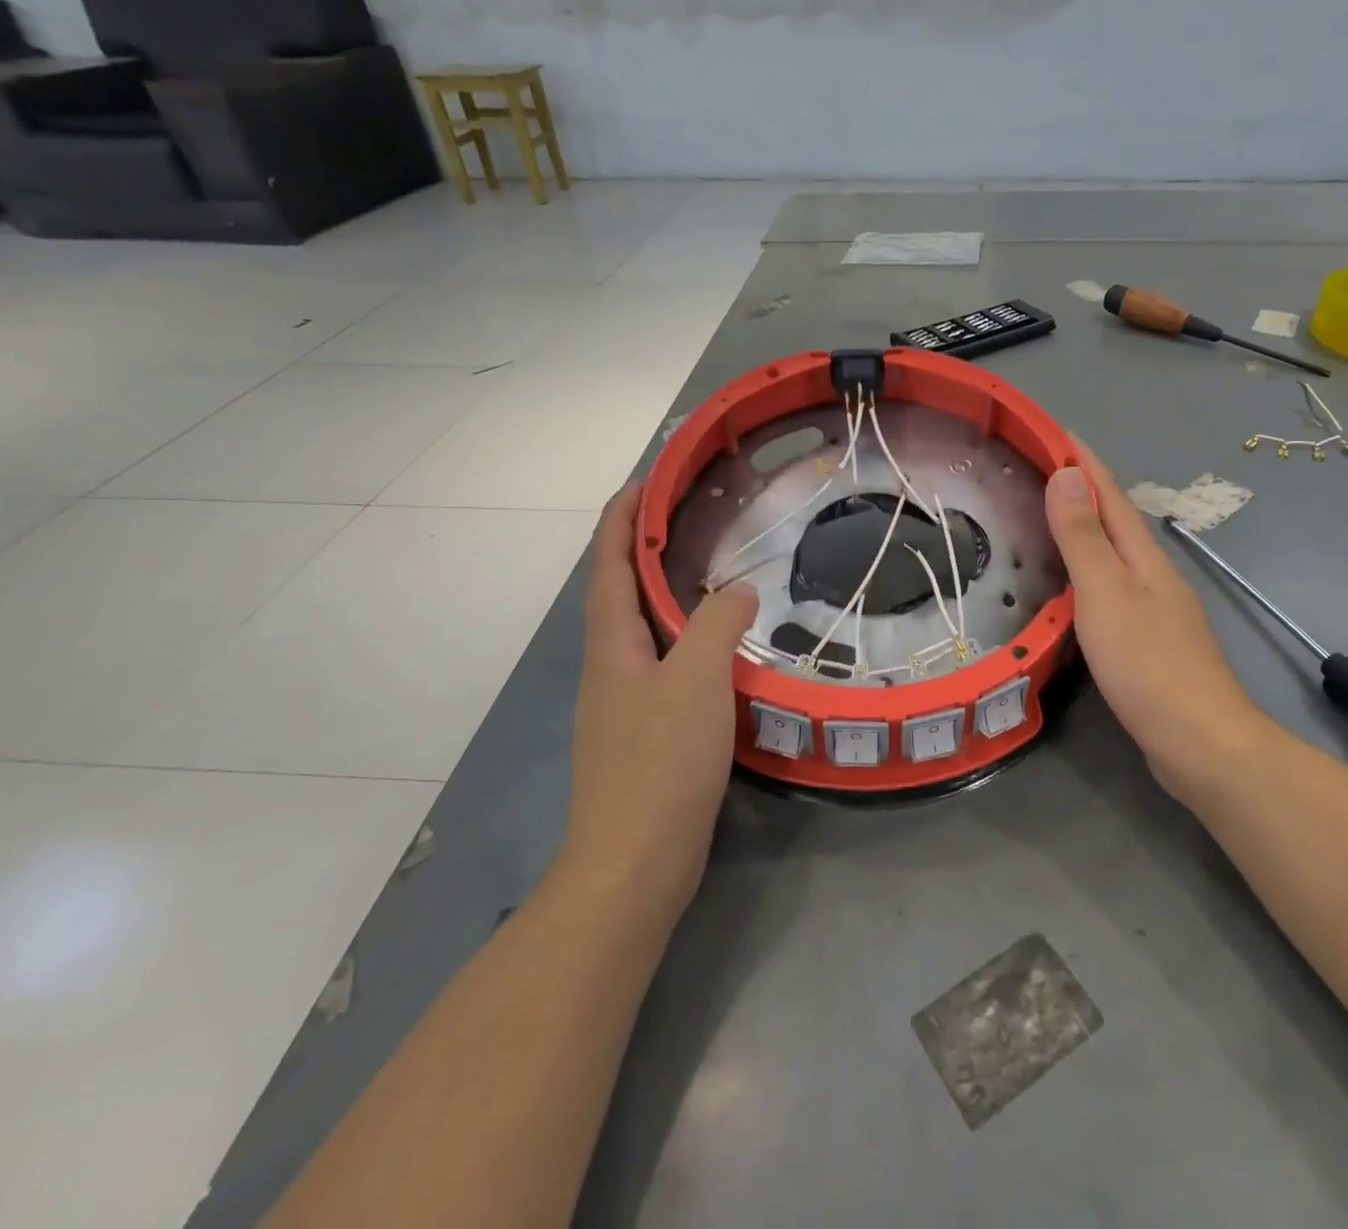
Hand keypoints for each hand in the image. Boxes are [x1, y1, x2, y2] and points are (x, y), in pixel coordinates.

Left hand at [559, 485, 758, 919]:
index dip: (620, 521)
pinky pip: (666, 666)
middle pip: (620, 593)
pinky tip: (720, 649)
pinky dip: (686, 639)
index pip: (610, 566)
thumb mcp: (695, 682)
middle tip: (684, 518)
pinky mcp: (648, 734)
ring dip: (665, 594)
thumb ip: (716, 627)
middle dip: (642, 550)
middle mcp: (611, 669)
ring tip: (706, 572)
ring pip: (644, 631)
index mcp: (611, 647)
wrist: (635, 864)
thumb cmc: (660, 764)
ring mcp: (626, 704)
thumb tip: (736, 591)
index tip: (641, 482)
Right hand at [1045, 445, 1260, 803]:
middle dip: (1081, 490)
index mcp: (1143, 556)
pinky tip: (1071, 588)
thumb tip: (1066, 474)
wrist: (1199, 741)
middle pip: (1114, 520)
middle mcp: (1153, 573)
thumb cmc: (1147, 663)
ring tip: (1046, 520)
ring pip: (1114, 555)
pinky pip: (1112, 589)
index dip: (1083, 461)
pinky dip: (1088, 572)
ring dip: (1084, 530)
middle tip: (1037, 472)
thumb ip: (1083, 537)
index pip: (1109, 493)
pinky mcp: (1150, 641)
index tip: (1055, 432)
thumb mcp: (1105, 593)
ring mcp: (1156, 608)